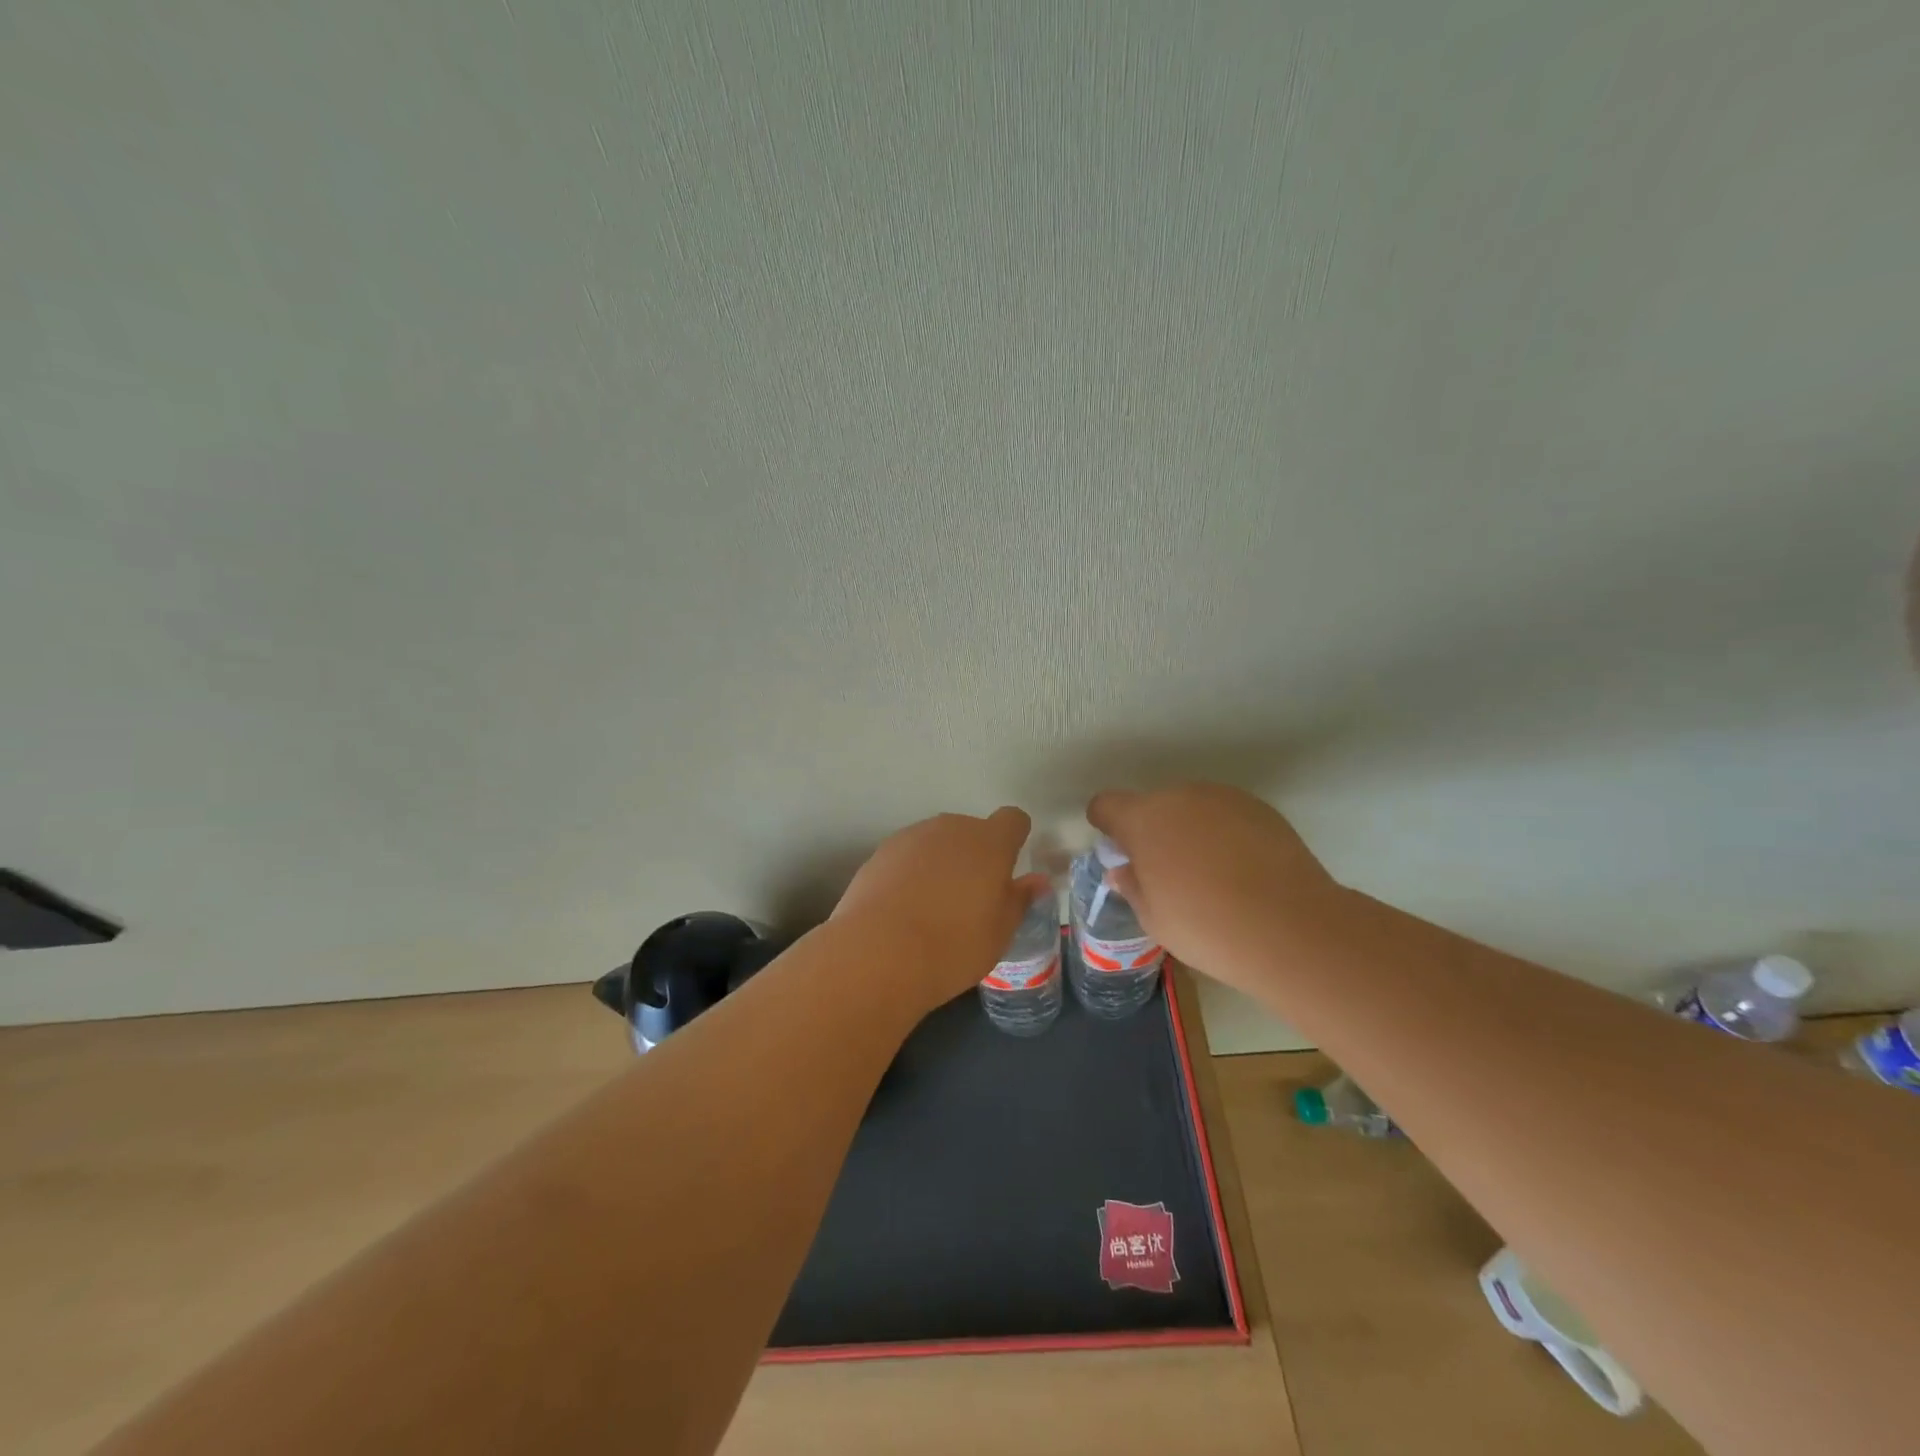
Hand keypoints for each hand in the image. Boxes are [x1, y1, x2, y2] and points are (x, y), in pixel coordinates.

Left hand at [833, 808, 1048, 1011]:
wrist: (878, 953)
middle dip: (976, 855)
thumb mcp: (999, 933)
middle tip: (972, 899)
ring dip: (942, 863)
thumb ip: (1019, 900)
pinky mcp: (880, 852)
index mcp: (989, 842)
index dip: (1015, 839)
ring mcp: (911, 836)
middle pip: (972, 830)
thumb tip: (1036, 881)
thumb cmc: (953, 946)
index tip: (1009, 867)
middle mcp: (951, 828)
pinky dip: (912, 873)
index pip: (1013, 820)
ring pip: (937, 842)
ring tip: (934, 908)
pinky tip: (904, 909)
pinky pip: (908, 856)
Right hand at [1087, 783, 1344, 994]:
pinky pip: (1226, 816)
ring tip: (1210, 875)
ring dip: (1189, 831)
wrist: (1292, 927)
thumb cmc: (1206, 927)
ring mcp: (1223, 798)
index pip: (1106, 805)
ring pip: (1191, 808)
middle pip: (1153, 806)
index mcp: (1144, 819)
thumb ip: (1133, 886)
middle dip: (1152, 831)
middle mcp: (1180, 797)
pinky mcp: (1261, 808)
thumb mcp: (1154, 918)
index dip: (1106, 825)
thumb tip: (1124, 871)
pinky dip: (1224, 834)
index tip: (1117, 850)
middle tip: (1167, 873)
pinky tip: (1242, 871)